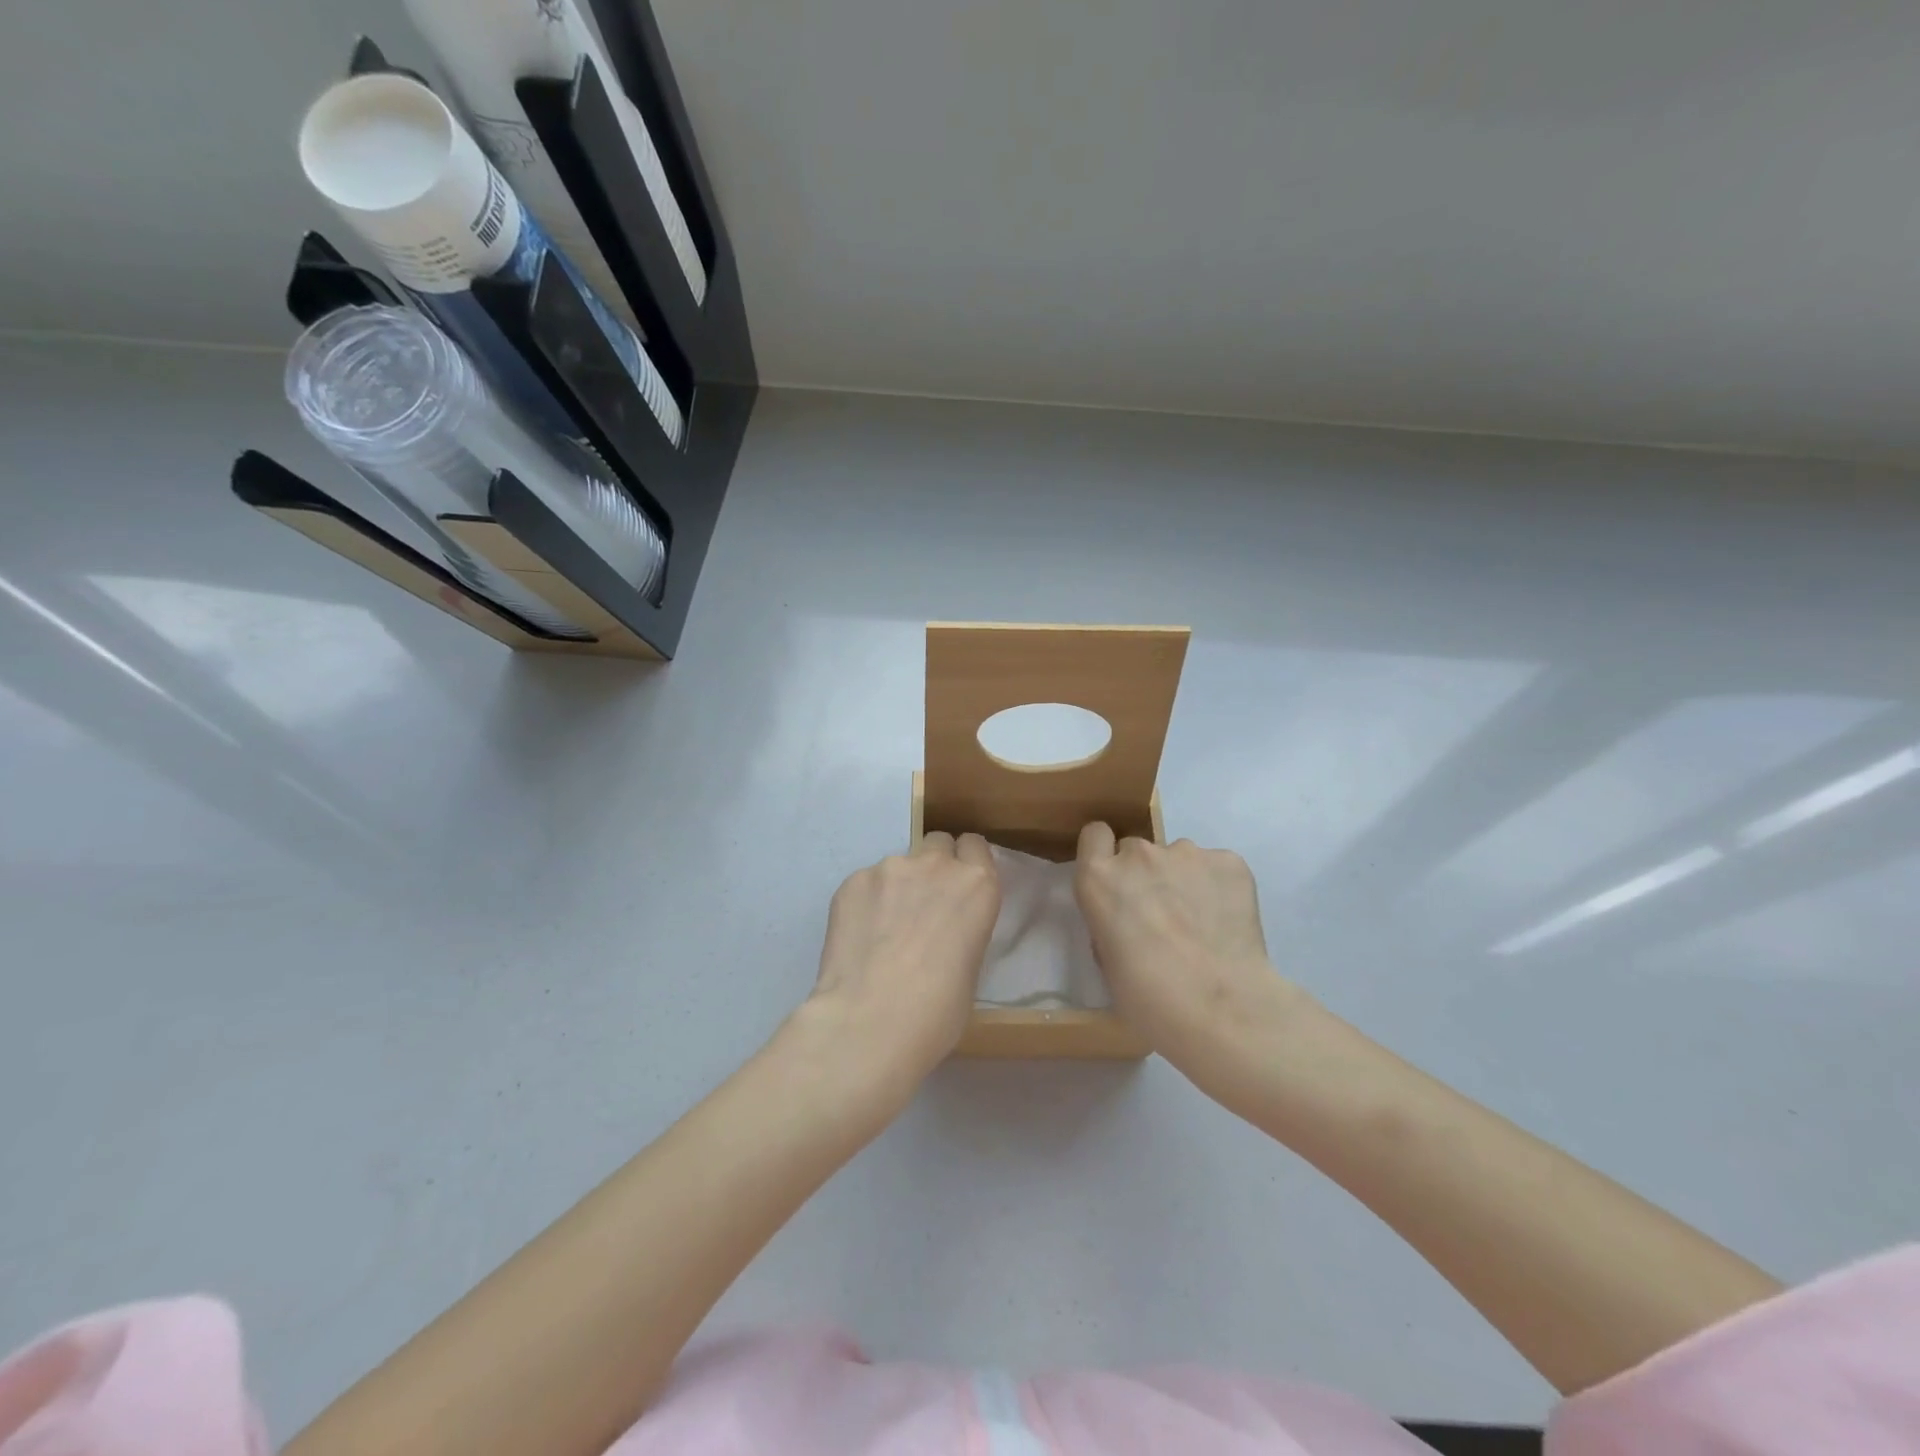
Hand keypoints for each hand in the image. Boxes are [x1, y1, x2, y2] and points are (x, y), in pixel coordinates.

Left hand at [802, 833, 1000, 1101]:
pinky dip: (865, 904)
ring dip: (896, 888)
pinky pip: (865, 884)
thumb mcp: (971, 967)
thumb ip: (962, 929)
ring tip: (881, 933)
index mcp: (977, 885)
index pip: (975, 846)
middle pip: (937, 843)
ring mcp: (890, 868)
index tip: (958, 889)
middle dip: (933, 866)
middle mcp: (936, 865)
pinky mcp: (852, 881)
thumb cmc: (938, 1011)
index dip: (966, 864)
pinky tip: (859, 940)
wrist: (870, 1022)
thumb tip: (942, 932)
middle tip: (922, 907)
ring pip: (897, 866)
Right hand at [1073, 824, 1301, 1073]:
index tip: (1117, 880)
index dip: (1106, 854)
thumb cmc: (1148, 1000)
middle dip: (1147, 875)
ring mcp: (1187, 853)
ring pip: (1181, 859)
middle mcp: (1139, 854)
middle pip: (1138, 850)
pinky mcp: (1229, 862)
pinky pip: (1218, 868)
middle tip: (1163, 916)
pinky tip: (1228, 924)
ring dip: (1185, 881)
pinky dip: (1221, 888)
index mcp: (1099, 878)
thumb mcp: (1107, 960)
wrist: (1220, 1011)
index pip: (1095, 835)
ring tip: (1204, 925)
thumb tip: (1128, 918)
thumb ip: (1110, 922)